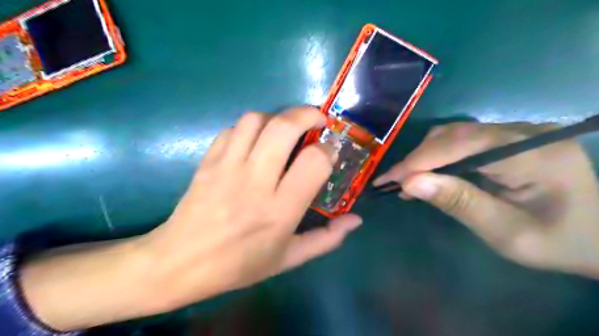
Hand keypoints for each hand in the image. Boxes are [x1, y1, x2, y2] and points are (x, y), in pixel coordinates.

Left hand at [21, 105, 359, 330]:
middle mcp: (255, 182)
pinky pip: (232, 129)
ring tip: (285, 130)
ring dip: (277, 117)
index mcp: (279, 211)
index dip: (328, 149)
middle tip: (317, 120)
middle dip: (307, 114)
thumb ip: (326, 240)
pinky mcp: (208, 162)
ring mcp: (227, 168)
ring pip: (255, 119)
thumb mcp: (287, 260)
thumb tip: (355, 221)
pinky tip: (255, 141)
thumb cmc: (238, 265)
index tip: (330, 150)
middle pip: (284, 127)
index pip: (314, 162)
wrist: (178, 263)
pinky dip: (250, 127)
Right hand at [373, 121, 598, 277]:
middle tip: (392, 183)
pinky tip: (427, 173)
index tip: (388, 179)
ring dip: (425, 156)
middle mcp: (524, 131)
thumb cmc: (557, 242)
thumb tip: (410, 183)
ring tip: (406, 180)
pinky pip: (463, 140)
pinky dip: (439, 156)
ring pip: (455, 134)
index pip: (462, 145)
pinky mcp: (508, 138)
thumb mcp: (506, 233)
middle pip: (455, 134)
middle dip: (418, 159)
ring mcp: (517, 131)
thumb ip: (459, 203)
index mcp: (533, 154)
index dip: (420, 160)